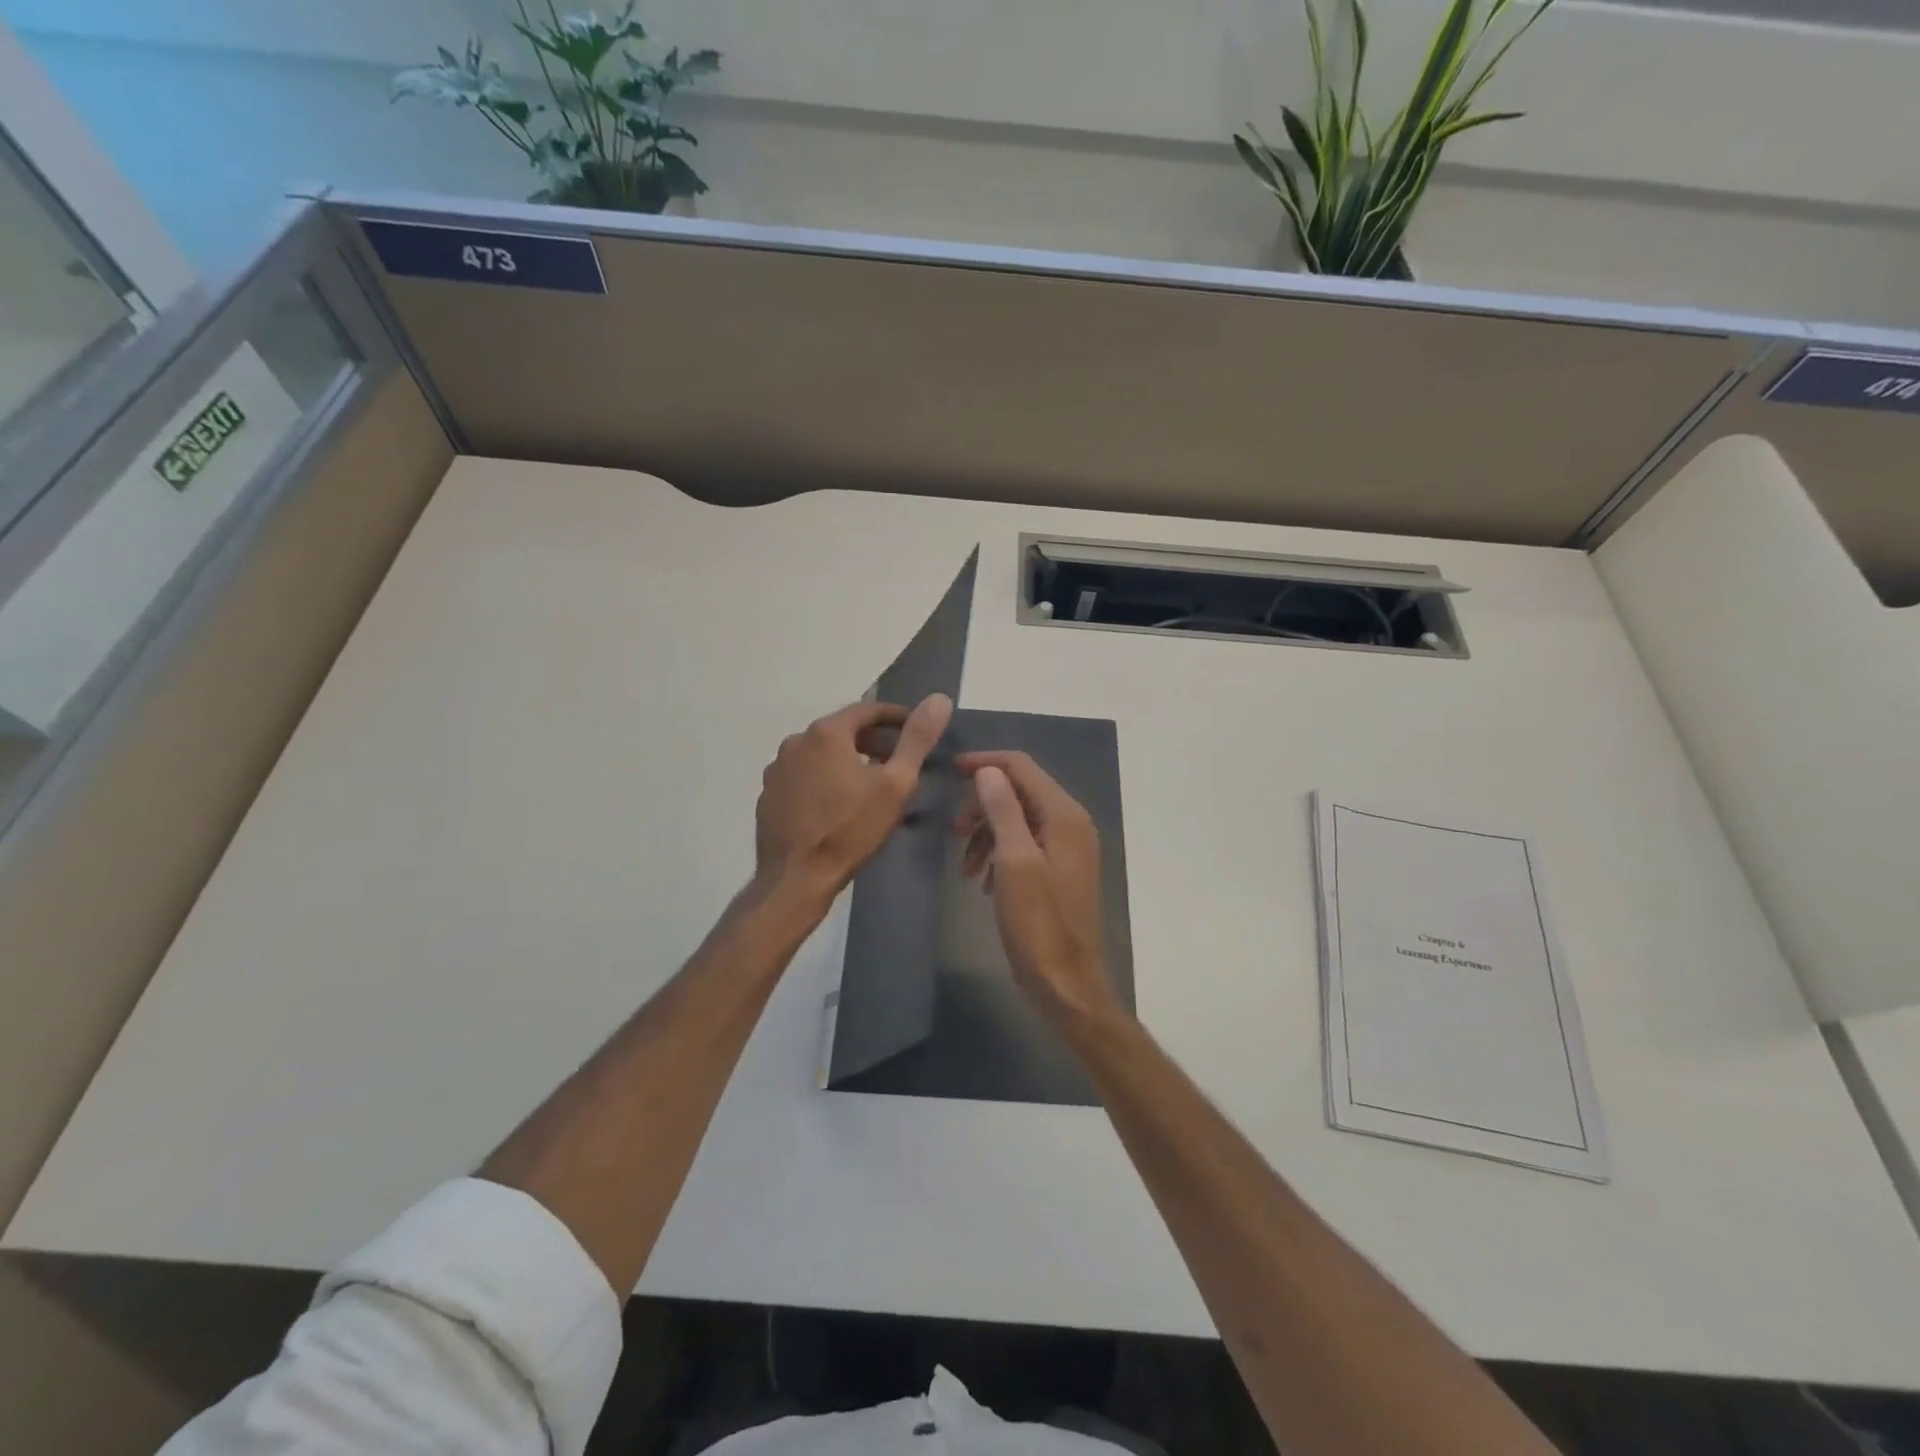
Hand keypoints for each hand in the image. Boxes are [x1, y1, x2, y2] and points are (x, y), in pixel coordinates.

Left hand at [755, 694, 952, 903]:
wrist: (796, 878)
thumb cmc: (850, 829)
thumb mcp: (895, 784)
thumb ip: (917, 739)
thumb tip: (939, 699)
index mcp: (826, 732)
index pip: (868, 710)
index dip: (897, 718)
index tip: (917, 731)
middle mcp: (796, 741)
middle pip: (843, 730)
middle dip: (874, 741)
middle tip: (900, 761)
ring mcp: (778, 769)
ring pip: (822, 754)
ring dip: (848, 760)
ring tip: (872, 784)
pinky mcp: (769, 794)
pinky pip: (804, 775)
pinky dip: (825, 778)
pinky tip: (839, 803)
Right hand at [954, 751, 1124, 1030]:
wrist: (1067, 984)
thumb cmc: (1039, 924)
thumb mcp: (1014, 862)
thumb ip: (1003, 810)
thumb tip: (988, 770)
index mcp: (1064, 815)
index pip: (1022, 766)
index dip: (985, 763)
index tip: (950, 771)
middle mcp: (1071, 823)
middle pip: (1019, 791)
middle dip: (982, 805)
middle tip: (953, 831)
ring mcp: (1068, 847)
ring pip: (1018, 819)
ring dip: (986, 833)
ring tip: (965, 867)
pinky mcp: (1060, 869)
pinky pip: (1025, 844)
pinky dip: (999, 853)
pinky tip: (982, 881)